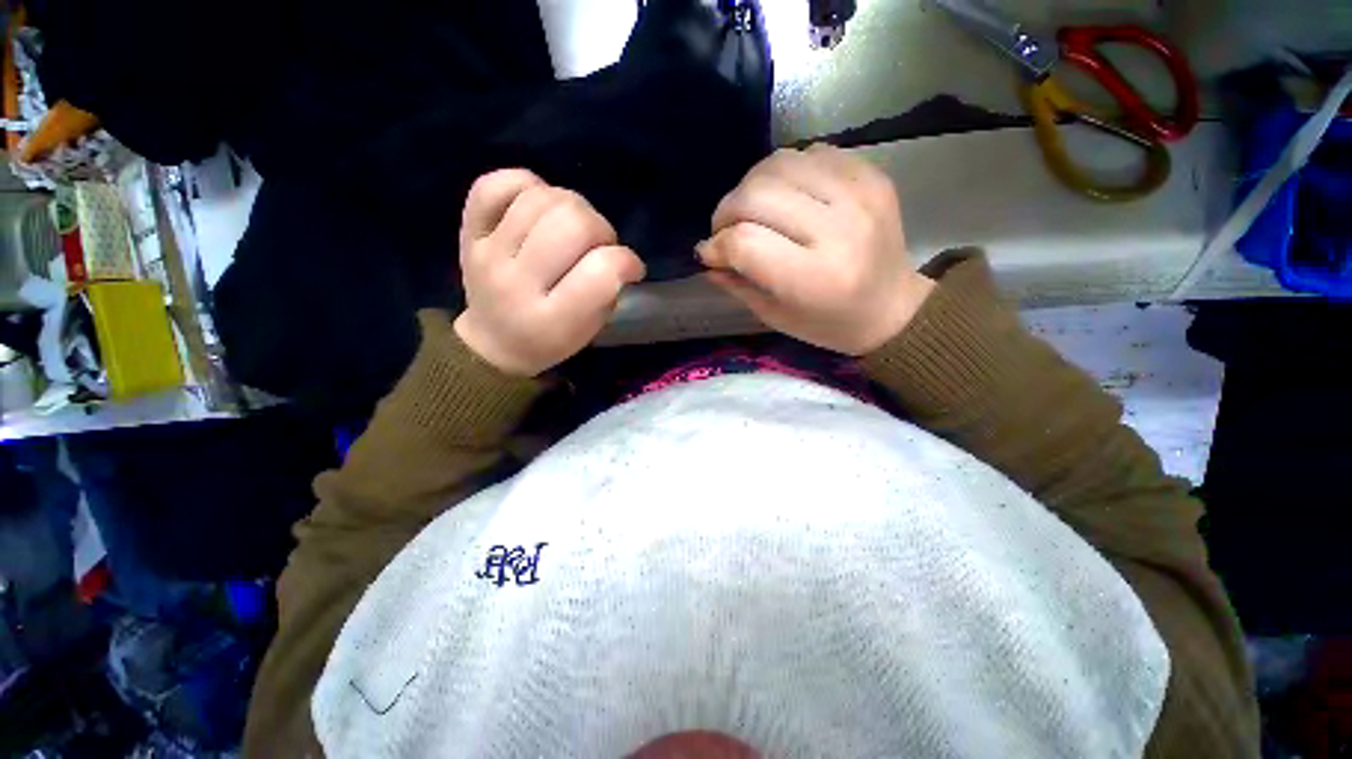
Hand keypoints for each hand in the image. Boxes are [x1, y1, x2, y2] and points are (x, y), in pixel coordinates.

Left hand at [454, 170, 644, 376]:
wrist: (493, 343)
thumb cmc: (550, 340)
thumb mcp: (588, 331)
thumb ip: (608, 293)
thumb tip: (617, 254)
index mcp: (553, 321)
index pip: (601, 271)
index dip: (627, 261)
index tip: (631, 269)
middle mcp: (516, 283)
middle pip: (572, 224)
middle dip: (601, 229)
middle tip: (599, 247)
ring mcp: (487, 253)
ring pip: (541, 198)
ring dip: (572, 208)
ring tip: (572, 230)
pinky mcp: (469, 231)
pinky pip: (495, 184)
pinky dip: (527, 186)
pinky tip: (540, 207)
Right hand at [697, 144, 934, 355]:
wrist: (893, 308)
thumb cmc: (830, 324)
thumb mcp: (776, 316)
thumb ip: (737, 284)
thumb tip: (706, 254)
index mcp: (815, 278)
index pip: (745, 242)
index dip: (717, 244)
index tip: (710, 252)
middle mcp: (839, 229)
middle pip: (757, 195)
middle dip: (726, 211)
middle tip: (725, 230)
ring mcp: (859, 194)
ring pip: (779, 163)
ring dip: (751, 186)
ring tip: (752, 210)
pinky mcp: (871, 175)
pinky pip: (810, 153)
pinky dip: (785, 172)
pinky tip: (786, 196)